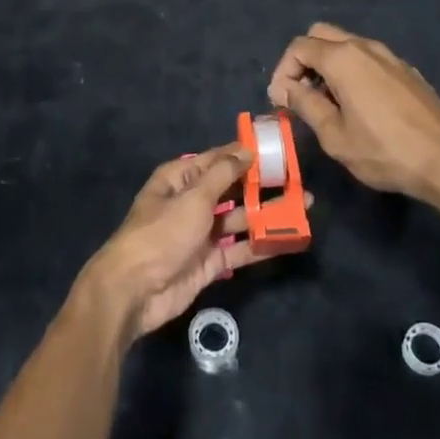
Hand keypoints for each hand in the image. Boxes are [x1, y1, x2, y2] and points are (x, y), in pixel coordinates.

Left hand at [79, 143, 306, 342]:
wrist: (135, 290)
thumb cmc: (162, 233)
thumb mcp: (193, 197)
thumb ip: (223, 174)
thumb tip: (246, 150)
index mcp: (179, 179)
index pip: (217, 159)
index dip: (245, 153)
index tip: (277, 148)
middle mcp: (191, 202)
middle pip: (232, 189)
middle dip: (261, 185)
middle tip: (298, 179)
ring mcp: (201, 233)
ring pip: (239, 218)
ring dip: (266, 213)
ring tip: (303, 206)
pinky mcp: (210, 262)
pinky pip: (239, 248)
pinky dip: (260, 243)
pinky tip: (287, 237)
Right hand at [267, 23, 439, 206]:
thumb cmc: (385, 151)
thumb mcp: (335, 136)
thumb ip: (306, 105)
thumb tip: (286, 88)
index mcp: (343, 58)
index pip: (299, 47)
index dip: (283, 72)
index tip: (282, 102)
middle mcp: (365, 47)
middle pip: (321, 35)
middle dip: (303, 60)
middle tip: (301, 95)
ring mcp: (390, 56)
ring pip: (347, 44)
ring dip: (328, 65)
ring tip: (327, 103)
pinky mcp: (407, 71)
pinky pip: (368, 59)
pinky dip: (352, 71)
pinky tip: (359, 106)